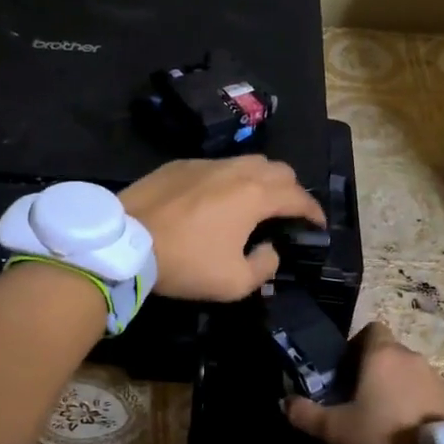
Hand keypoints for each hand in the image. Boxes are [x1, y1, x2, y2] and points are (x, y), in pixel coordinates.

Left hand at [118, 156, 323, 301]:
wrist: (125, 241)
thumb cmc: (185, 262)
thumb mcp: (233, 283)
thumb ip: (264, 266)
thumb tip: (269, 249)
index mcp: (255, 195)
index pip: (298, 196)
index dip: (313, 211)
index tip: (318, 225)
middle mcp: (236, 170)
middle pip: (278, 169)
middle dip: (292, 189)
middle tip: (289, 212)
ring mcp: (206, 163)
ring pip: (248, 161)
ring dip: (262, 179)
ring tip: (257, 201)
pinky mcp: (180, 164)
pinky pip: (217, 165)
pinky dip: (230, 179)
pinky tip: (218, 198)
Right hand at [283, 323, 443, 443]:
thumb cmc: (381, 441)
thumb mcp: (336, 431)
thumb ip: (307, 414)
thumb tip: (284, 402)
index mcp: (383, 355)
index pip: (371, 330)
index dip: (355, 346)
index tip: (344, 373)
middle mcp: (411, 358)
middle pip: (388, 352)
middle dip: (372, 370)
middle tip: (356, 399)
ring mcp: (435, 378)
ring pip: (407, 372)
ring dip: (394, 386)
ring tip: (380, 418)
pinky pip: (424, 391)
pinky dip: (413, 402)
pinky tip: (403, 430)